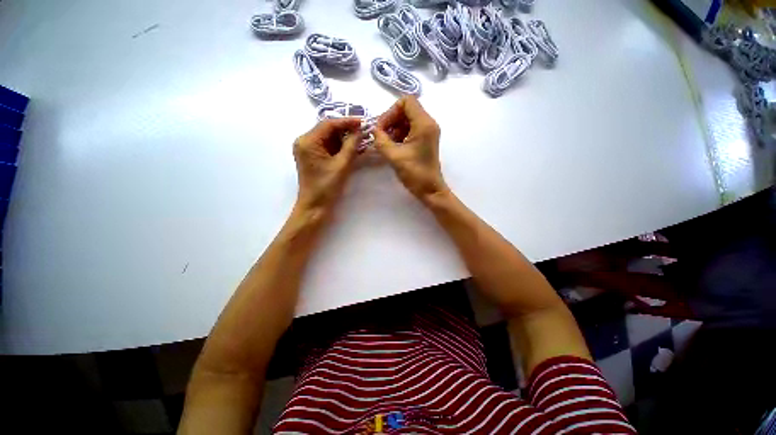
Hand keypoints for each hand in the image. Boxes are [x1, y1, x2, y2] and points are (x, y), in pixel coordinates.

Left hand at [293, 118, 362, 214]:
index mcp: (308, 141)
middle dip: (346, 130)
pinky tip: (352, 147)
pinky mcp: (312, 156)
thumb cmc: (327, 187)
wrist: (315, 206)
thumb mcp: (342, 165)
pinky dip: (340, 146)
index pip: (329, 124)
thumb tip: (361, 130)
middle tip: (363, 131)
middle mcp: (304, 141)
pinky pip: (328, 146)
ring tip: (361, 139)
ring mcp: (308, 149)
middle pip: (328, 129)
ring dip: (344, 138)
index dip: (347, 121)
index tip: (363, 122)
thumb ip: (351, 145)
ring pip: (329, 137)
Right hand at [374, 96, 447, 202]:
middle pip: (407, 109)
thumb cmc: (415, 173)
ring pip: (408, 119)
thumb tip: (374, 129)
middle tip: (381, 135)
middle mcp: (428, 123)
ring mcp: (428, 131)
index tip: (382, 128)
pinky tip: (393, 146)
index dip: (391, 111)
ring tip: (386, 142)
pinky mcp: (426, 140)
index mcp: (424, 124)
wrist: (430, 189)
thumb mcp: (394, 156)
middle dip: (391, 120)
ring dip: (395, 127)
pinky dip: (400, 134)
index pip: (406, 101)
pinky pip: (411, 129)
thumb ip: (381, 140)